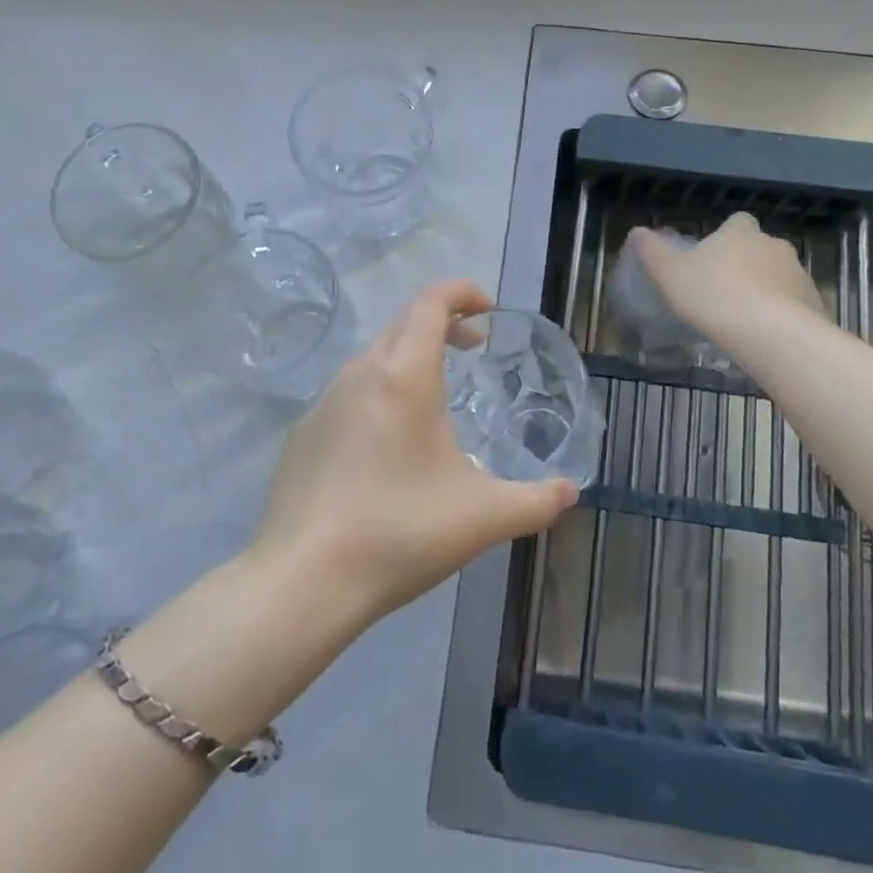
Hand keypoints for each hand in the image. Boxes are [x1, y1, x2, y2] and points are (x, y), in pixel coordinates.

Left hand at [249, 280, 579, 627]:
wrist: (303, 581)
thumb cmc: (400, 533)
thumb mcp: (484, 518)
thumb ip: (536, 501)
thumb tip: (570, 491)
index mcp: (404, 377)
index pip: (431, 302)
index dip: (462, 292)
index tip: (488, 311)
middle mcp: (360, 374)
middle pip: (403, 322)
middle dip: (443, 323)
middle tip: (474, 348)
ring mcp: (324, 402)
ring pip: (374, 357)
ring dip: (410, 357)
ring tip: (436, 397)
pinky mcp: (303, 433)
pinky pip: (349, 392)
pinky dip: (379, 391)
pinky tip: (388, 444)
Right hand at [627, 213, 823, 340]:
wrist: (770, 332)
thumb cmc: (713, 295)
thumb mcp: (669, 274)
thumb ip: (652, 251)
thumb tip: (637, 231)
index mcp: (740, 232)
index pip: (736, 222)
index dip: (725, 237)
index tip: (712, 259)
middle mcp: (774, 244)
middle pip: (759, 248)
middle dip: (746, 265)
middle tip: (723, 293)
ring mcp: (798, 273)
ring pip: (778, 276)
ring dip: (765, 290)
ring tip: (743, 319)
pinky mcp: (814, 302)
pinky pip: (794, 303)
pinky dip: (782, 313)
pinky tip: (764, 335)